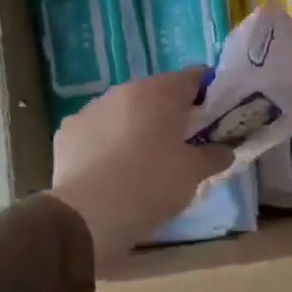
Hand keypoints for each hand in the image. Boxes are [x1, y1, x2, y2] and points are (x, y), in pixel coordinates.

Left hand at [51, 68, 235, 270]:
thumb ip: (214, 156)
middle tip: (182, 145)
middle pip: (156, 94)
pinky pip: (96, 132)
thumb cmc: (152, 183)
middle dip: (170, 114)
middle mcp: (124, 90)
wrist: (89, 214)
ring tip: (143, 163)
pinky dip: (106, 144)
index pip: (194, 77)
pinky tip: (111, 172)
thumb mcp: (194, 173)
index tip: (215, 117)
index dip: (209, 94)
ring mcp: (90, 109)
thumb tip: (225, 150)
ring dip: (136, 128)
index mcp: (160, 92)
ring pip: (123, 112)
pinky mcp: (67, 133)